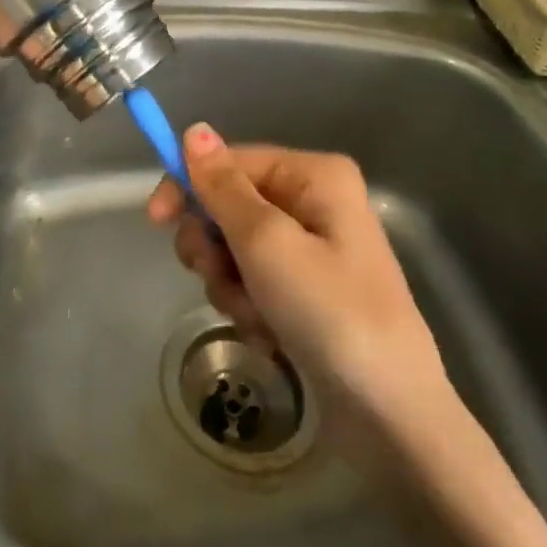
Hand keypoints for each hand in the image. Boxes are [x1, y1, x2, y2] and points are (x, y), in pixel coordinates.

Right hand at [146, 124, 449, 422]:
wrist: (390, 416)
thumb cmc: (328, 312)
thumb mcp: (266, 242)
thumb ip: (222, 187)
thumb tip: (194, 130)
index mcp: (315, 176)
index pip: (232, 161)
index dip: (190, 185)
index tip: (156, 220)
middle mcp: (315, 203)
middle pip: (231, 205)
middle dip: (216, 246)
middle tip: (220, 277)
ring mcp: (313, 251)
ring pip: (236, 249)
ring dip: (232, 284)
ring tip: (256, 316)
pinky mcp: (308, 293)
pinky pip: (255, 282)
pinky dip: (251, 307)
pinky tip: (271, 336)